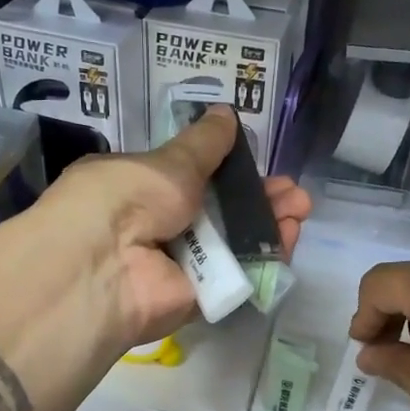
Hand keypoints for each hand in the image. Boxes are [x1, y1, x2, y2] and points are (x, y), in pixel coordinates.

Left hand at [43, 106, 309, 348]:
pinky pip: (238, 274)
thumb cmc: (129, 198)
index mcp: (141, 188)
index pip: (191, 179)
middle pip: (219, 212)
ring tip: (301, 207)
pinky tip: (291, 235)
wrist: (108, 266)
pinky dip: (266, 256)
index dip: (228, 170)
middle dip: (259, 199)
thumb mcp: (168, 161)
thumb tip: (224, 114)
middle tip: (293, 192)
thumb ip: (203, 144)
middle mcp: (158, 226)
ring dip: (269, 223)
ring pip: (233, 243)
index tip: (259, 163)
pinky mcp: (199, 296)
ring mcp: (180, 264)